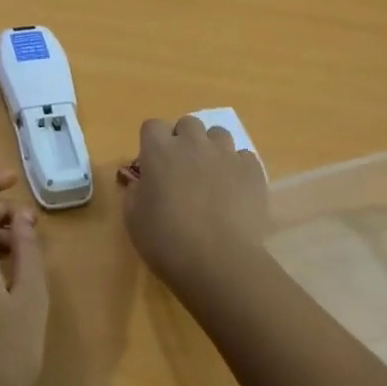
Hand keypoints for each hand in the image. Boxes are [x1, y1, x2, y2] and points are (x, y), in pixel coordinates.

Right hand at [124, 117, 270, 292]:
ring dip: (212, 149)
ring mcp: (226, 155)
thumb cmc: (167, 241)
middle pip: (188, 123)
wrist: (219, 262)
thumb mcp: (133, 219)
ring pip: (218, 135)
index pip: (152, 126)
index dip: (152, 142)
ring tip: (212, 176)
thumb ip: (135, 192)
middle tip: (183, 168)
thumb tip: (143, 183)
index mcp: (159, 151)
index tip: (153, 163)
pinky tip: (235, 191)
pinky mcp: (252, 171)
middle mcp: (193, 143)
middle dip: (184, 140)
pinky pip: (244, 157)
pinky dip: (238, 168)